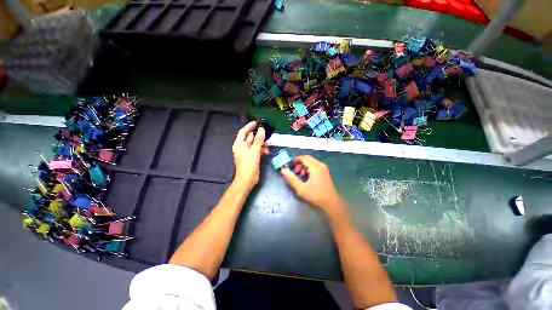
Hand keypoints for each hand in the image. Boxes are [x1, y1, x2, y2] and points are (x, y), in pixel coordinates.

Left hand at [232, 121, 267, 189]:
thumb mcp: (255, 150)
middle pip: (249, 138)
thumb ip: (258, 139)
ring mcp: (247, 153)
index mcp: (239, 144)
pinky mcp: (251, 158)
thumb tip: (262, 129)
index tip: (256, 122)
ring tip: (268, 143)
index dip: (249, 126)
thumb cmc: (249, 163)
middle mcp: (242, 147)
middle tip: (265, 131)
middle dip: (257, 135)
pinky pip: (256, 151)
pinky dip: (261, 150)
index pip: (243, 132)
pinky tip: (267, 151)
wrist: (248, 178)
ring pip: (254, 144)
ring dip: (261, 143)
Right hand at [281, 155, 347, 218]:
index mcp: (315, 167)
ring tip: (301, 176)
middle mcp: (320, 165)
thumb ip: (291, 179)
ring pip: (311, 162)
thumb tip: (283, 170)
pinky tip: (307, 177)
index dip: (296, 159)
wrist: (331, 202)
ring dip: (304, 166)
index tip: (290, 164)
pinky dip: (309, 169)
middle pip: (308, 159)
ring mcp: (324, 168)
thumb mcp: (301, 188)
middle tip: (296, 172)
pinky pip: (315, 166)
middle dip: (300, 164)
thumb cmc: (315, 195)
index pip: (304, 158)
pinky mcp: (325, 172)